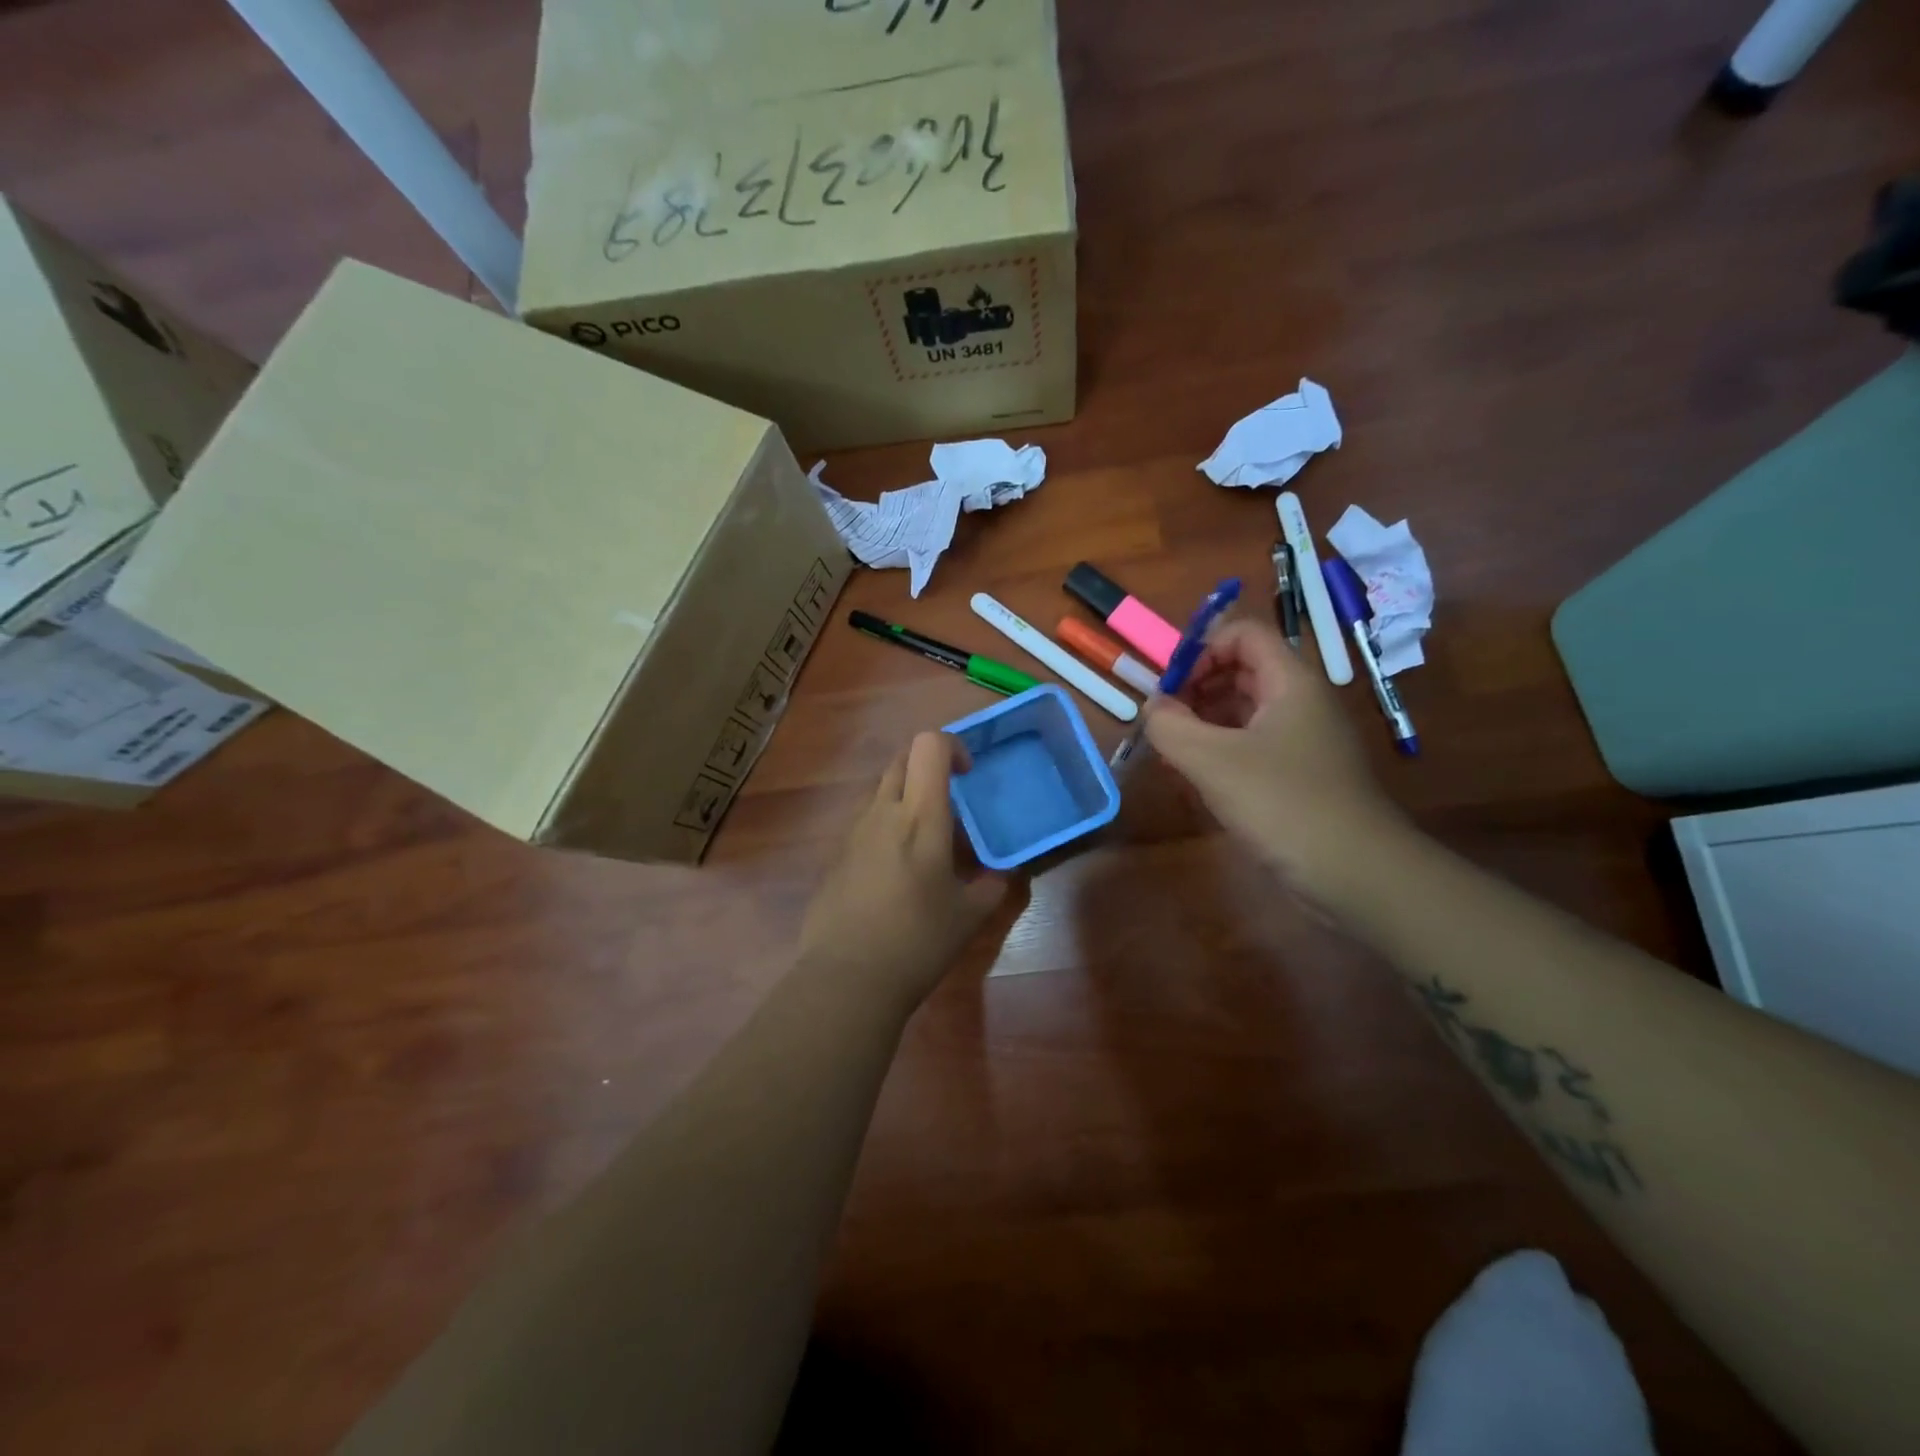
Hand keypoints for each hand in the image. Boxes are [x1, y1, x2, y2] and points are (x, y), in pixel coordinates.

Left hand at [798, 732, 1007, 1007]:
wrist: (847, 978)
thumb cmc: (917, 941)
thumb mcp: (968, 916)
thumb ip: (991, 886)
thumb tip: (1001, 873)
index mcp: (920, 817)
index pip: (928, 745)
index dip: (951, 746)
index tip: (968, 776)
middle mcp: (882, 813)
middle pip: (901, 759)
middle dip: (928, 766)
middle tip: (950, 801)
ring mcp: (853, 832)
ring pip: (881, 790)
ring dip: (906, 797)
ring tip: (926, 840)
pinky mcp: (836, 855)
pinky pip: (865, 822)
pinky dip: (886, 826)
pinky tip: (897, 871)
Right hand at [1144, 616, 1406, 911]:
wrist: (1355, 872)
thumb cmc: (1284, 804)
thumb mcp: (1213, 761)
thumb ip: (1171, 727)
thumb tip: (1152, 708)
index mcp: (1290, 682)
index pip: (1243, 634)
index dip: (1201, 648)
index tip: (1170, 686)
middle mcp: (1300, 701)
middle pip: (1243, 667)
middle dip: (1197, 684)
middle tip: (1165, 718)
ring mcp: (1302, 738)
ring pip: (1245, 707)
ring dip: (1205, 717)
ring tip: (1174, 747)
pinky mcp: (1298, 773)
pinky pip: (1252, 742)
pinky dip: (1221, 747)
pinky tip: (1199, 774)